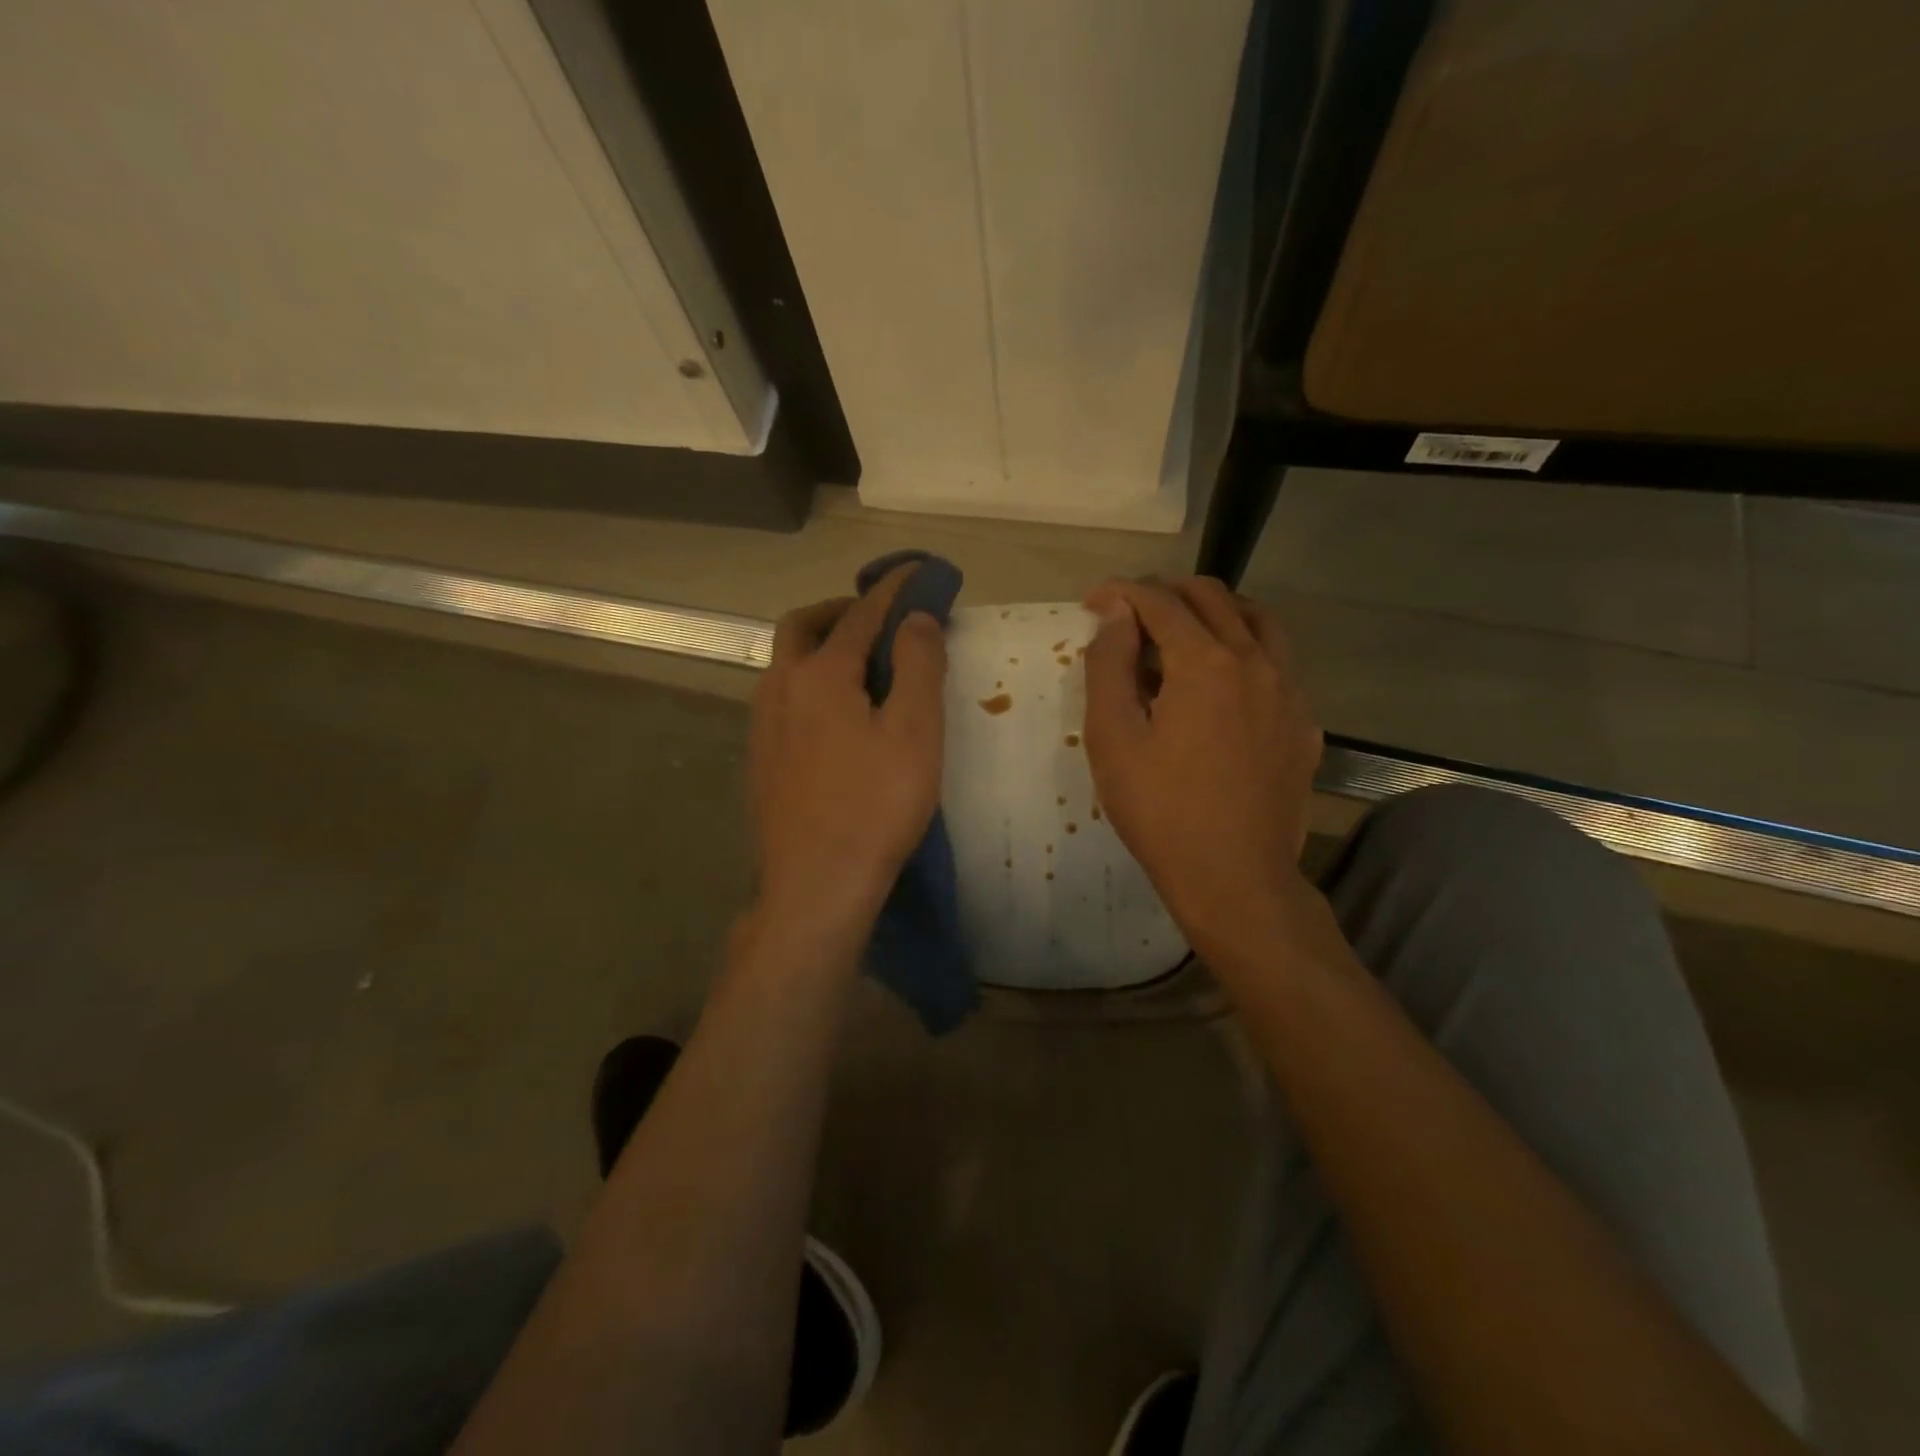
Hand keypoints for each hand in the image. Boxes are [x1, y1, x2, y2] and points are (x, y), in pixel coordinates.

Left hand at [749, 565, 946, 940]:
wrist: (815, 885)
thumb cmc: (876, 806)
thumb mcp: (915, 731)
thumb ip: (919, 665)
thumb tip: (916, 617)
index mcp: (820, 674)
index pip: (861, 614)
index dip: (892, 588)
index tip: (916, 570)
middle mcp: (780, 688)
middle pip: (803, 626)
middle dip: (841, 610)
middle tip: (879, 620)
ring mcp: (763, 725)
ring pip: (787, 663)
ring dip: (822, 646)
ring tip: (863, 665)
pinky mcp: (761, 758)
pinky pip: (783, 698)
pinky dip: (811, 682)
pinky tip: (836, 715)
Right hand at [1081, 576, 1321, 947]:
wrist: (1236, 879)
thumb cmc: (1160, 811)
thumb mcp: (1113, 739)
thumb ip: (1110, 665)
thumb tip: (1117, 613)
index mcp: (1205, 662)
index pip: (1160, 601)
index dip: (1121, 592)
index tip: (1092, 602)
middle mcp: (1255, 661)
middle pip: (1212, 597)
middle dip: (1165, 593)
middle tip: (1130, 615)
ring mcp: (1289, 691)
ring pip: (1256, 620)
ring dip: (1213, 612)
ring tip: (1179, 634)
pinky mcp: (1304, 723)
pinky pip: (1277, 662)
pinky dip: (1243, 650)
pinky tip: (1221, 685)